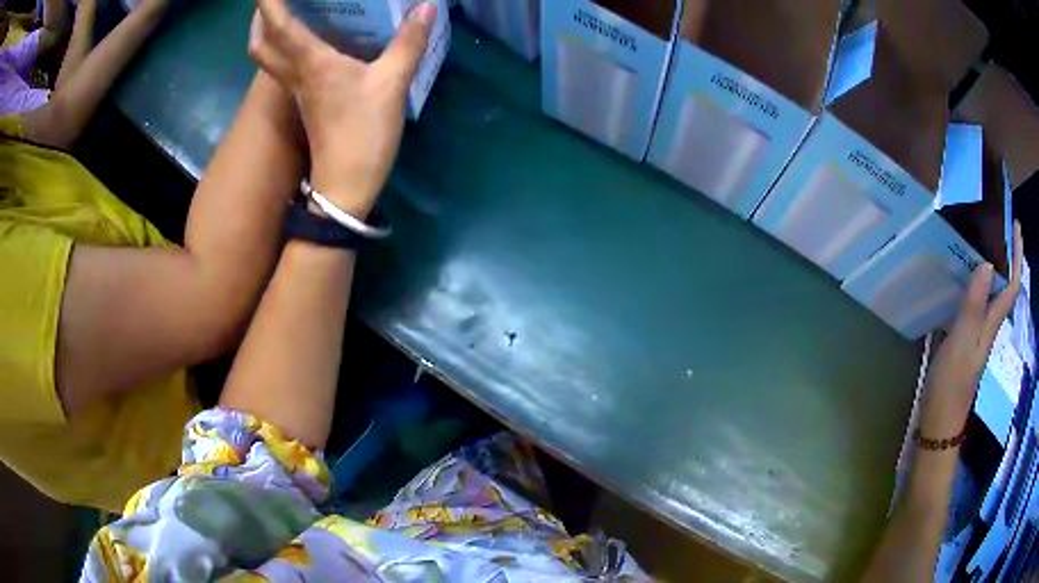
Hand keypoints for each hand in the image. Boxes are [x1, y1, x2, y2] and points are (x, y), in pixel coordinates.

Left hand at [248, 0, 434, 216]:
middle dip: (259, 19)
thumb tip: (426, 6)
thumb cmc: (362, 133)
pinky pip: (285, 67)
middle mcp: (295, 73)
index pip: (279, 26)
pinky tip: (308, 39)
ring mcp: (297, 91)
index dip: (269, 3)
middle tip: (273, 0)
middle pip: (260, 45)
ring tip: (286, 12)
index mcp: (310, 63)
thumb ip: (409, 43)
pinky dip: (286, 47)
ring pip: (268, 57)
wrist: (345, 185)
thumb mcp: (392, 84)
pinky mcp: (305, 102)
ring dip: (269, 33)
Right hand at [919, 222, 1023, 438]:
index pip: (1012, 284)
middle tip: (999, 223)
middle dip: (1007, 253)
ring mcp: (977, 329)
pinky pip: (976, 299)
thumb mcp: (962, 342)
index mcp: (993, 321)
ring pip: (991, 289)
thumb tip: (986, 262)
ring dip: (992, 263)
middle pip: (1004, 283)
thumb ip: (974, 305)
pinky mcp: (965, 335)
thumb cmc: (952, 382)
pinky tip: (963, 272)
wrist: (939, 419)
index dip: (1017, 256)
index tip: (1016, 226)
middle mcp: (989, 321)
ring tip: (982, 238)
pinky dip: (975, 280)